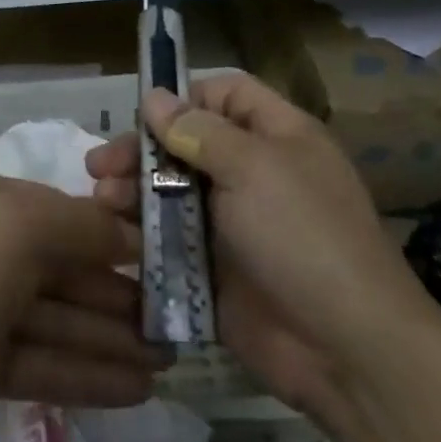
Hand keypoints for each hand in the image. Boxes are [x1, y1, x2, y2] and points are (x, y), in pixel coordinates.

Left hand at [0, 170, 165, 441]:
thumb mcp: (17, 231)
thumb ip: (80, 225)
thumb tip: (127, 234)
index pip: (64, 214)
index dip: (115, 238)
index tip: (167, 263)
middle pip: (63, 269)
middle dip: (118, 298)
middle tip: (176, 325)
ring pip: (57, 319)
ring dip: (109, 340)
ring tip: (168, 364)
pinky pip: (42, 361)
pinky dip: (85, 373)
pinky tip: (135, 390)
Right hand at [86, 73, 433, 421]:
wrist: (341, 346)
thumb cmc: (302, 236)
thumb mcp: (253, 168)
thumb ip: (198, 130)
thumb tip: (155, 97)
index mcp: (276, 137)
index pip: (226, 95)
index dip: (185, 98)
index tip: (142, 116)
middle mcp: (253, 173)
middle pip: (186, 144)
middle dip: (142, 150)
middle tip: (99, 166)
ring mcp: (232, 223)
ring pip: (171, 191)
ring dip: (133, 191)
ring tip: (102, 201)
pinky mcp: (213, 266)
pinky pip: (170, 238)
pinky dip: (141, 233)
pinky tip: (113, 234)